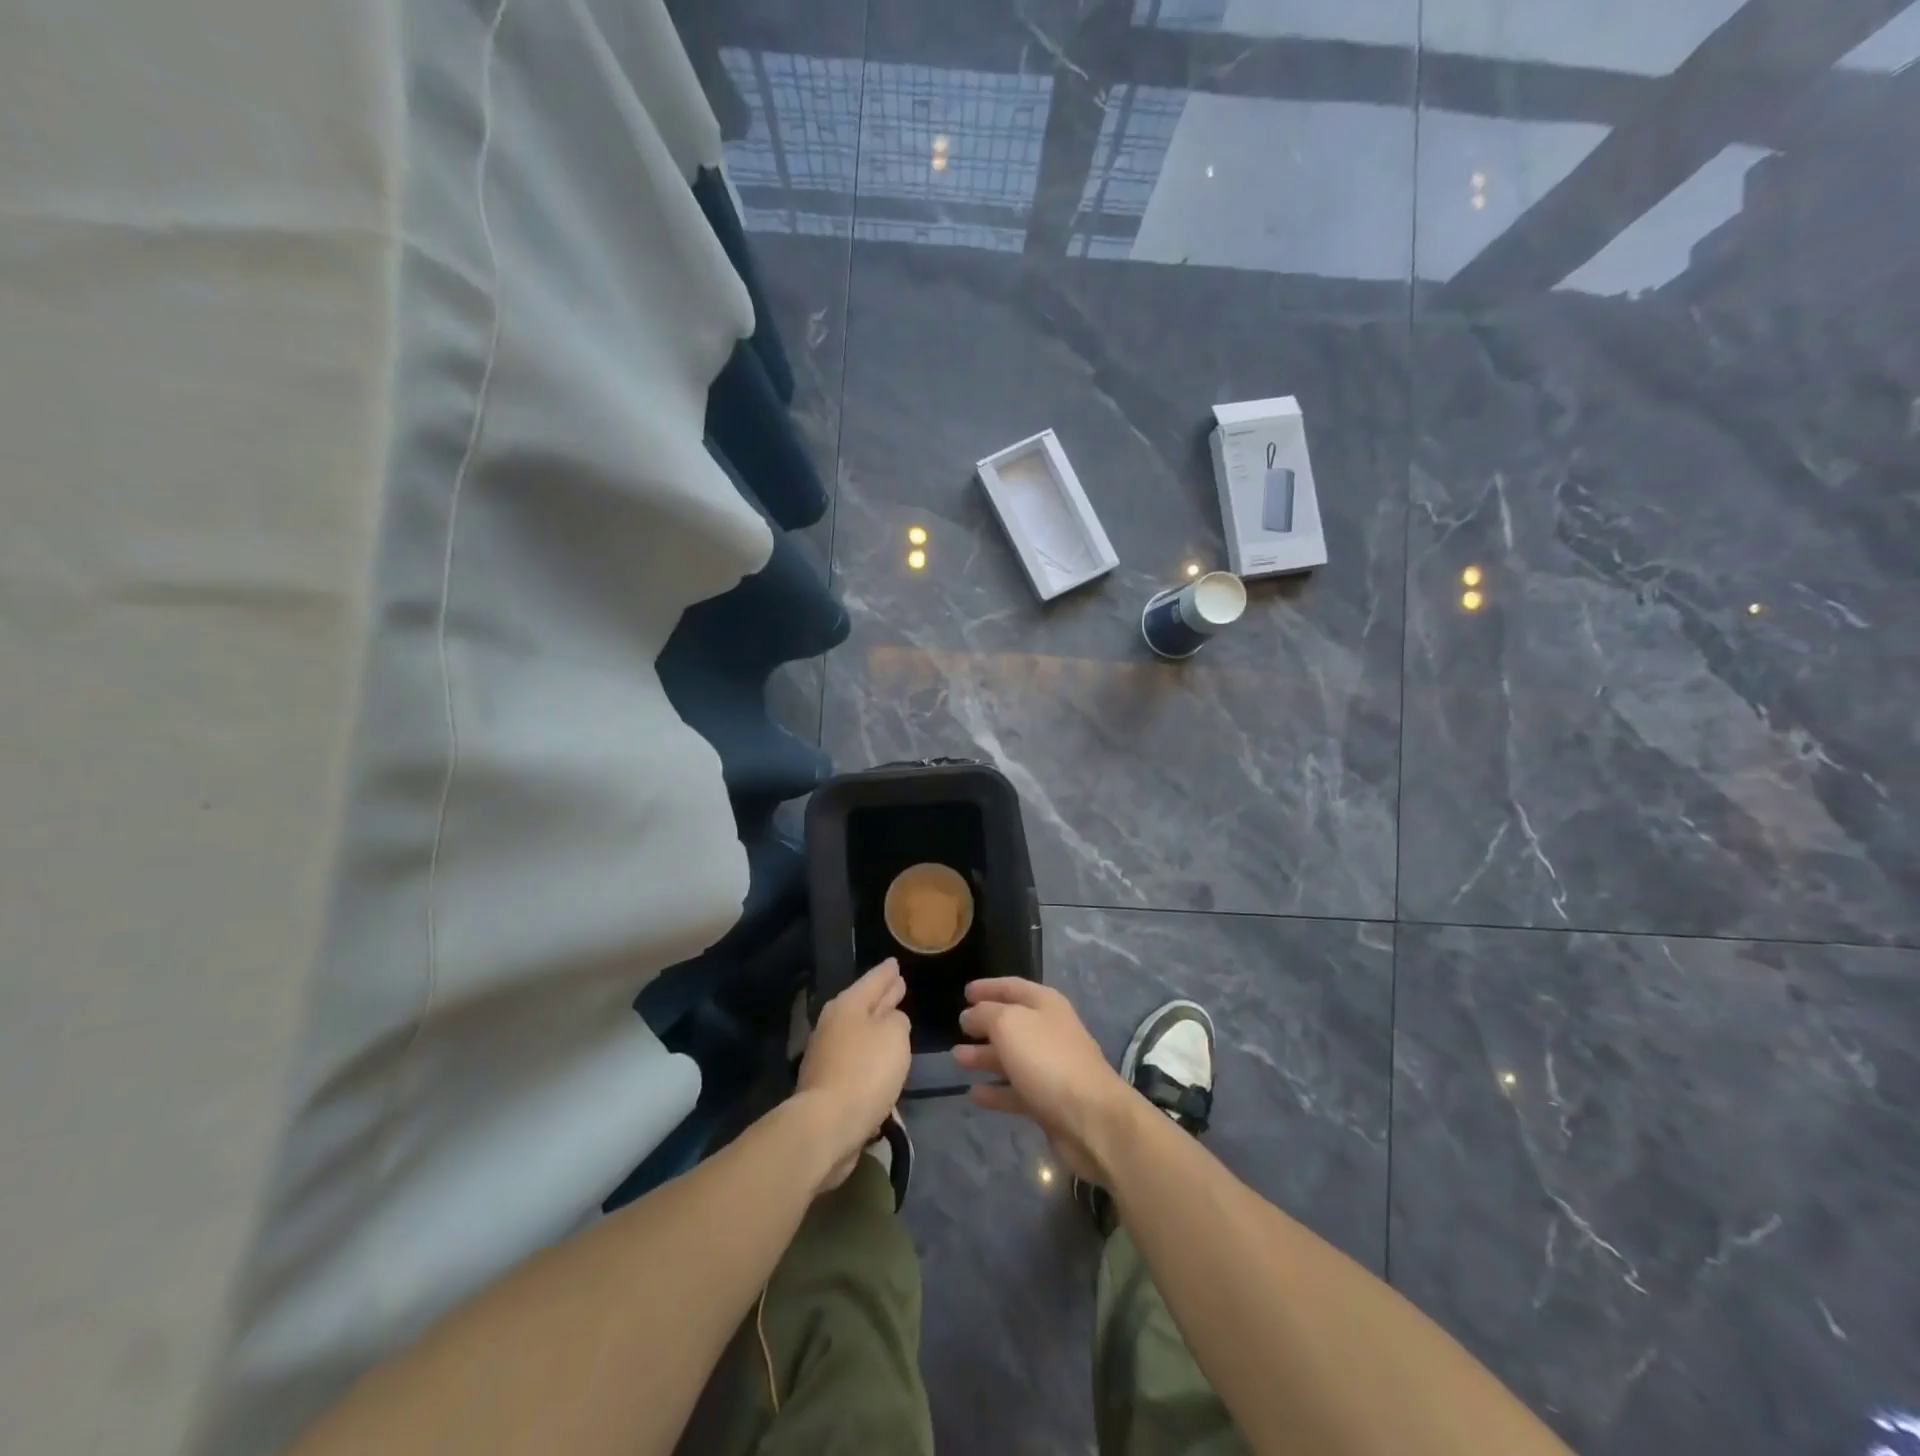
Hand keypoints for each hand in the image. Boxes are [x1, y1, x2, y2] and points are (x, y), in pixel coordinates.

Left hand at [795, 959, 911, 1192]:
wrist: (827, 1125)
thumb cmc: (865, 1071)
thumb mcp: (895, 1035)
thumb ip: (897, 1021)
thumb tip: (890, 1021)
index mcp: (847, 1005)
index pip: (873, 980)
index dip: (886, 972)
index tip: (895, 963)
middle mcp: (833, 1024)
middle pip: (863, 1004)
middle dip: (881, 996)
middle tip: (898, 986)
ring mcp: (826, 1054)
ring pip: (858, 1031)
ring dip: (876, 1026)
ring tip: (895, 1021)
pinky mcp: (827, 1082)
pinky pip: (855, 1057)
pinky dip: (869, 1054)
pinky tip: (881, 1059)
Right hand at [952, 979, 1131, 1183]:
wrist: (1090, 1118)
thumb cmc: (1047, 1059)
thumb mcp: (1009, 1024)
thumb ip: (985, 1014)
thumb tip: (970, 1015)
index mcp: (1045, 1004)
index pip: (1012, 987)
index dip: (988, 987)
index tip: (965, 992)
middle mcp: (1049, 1031)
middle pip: (1012, 1023)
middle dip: (984, 1024)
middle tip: (958, 1027)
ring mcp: (1050, 1067)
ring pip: (1011, 1057)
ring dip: (985, 1057)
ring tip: (957, 1059)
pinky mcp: (1048, 1101)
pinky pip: (1016, 1091)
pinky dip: (996, 1091)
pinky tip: (974, 1094)